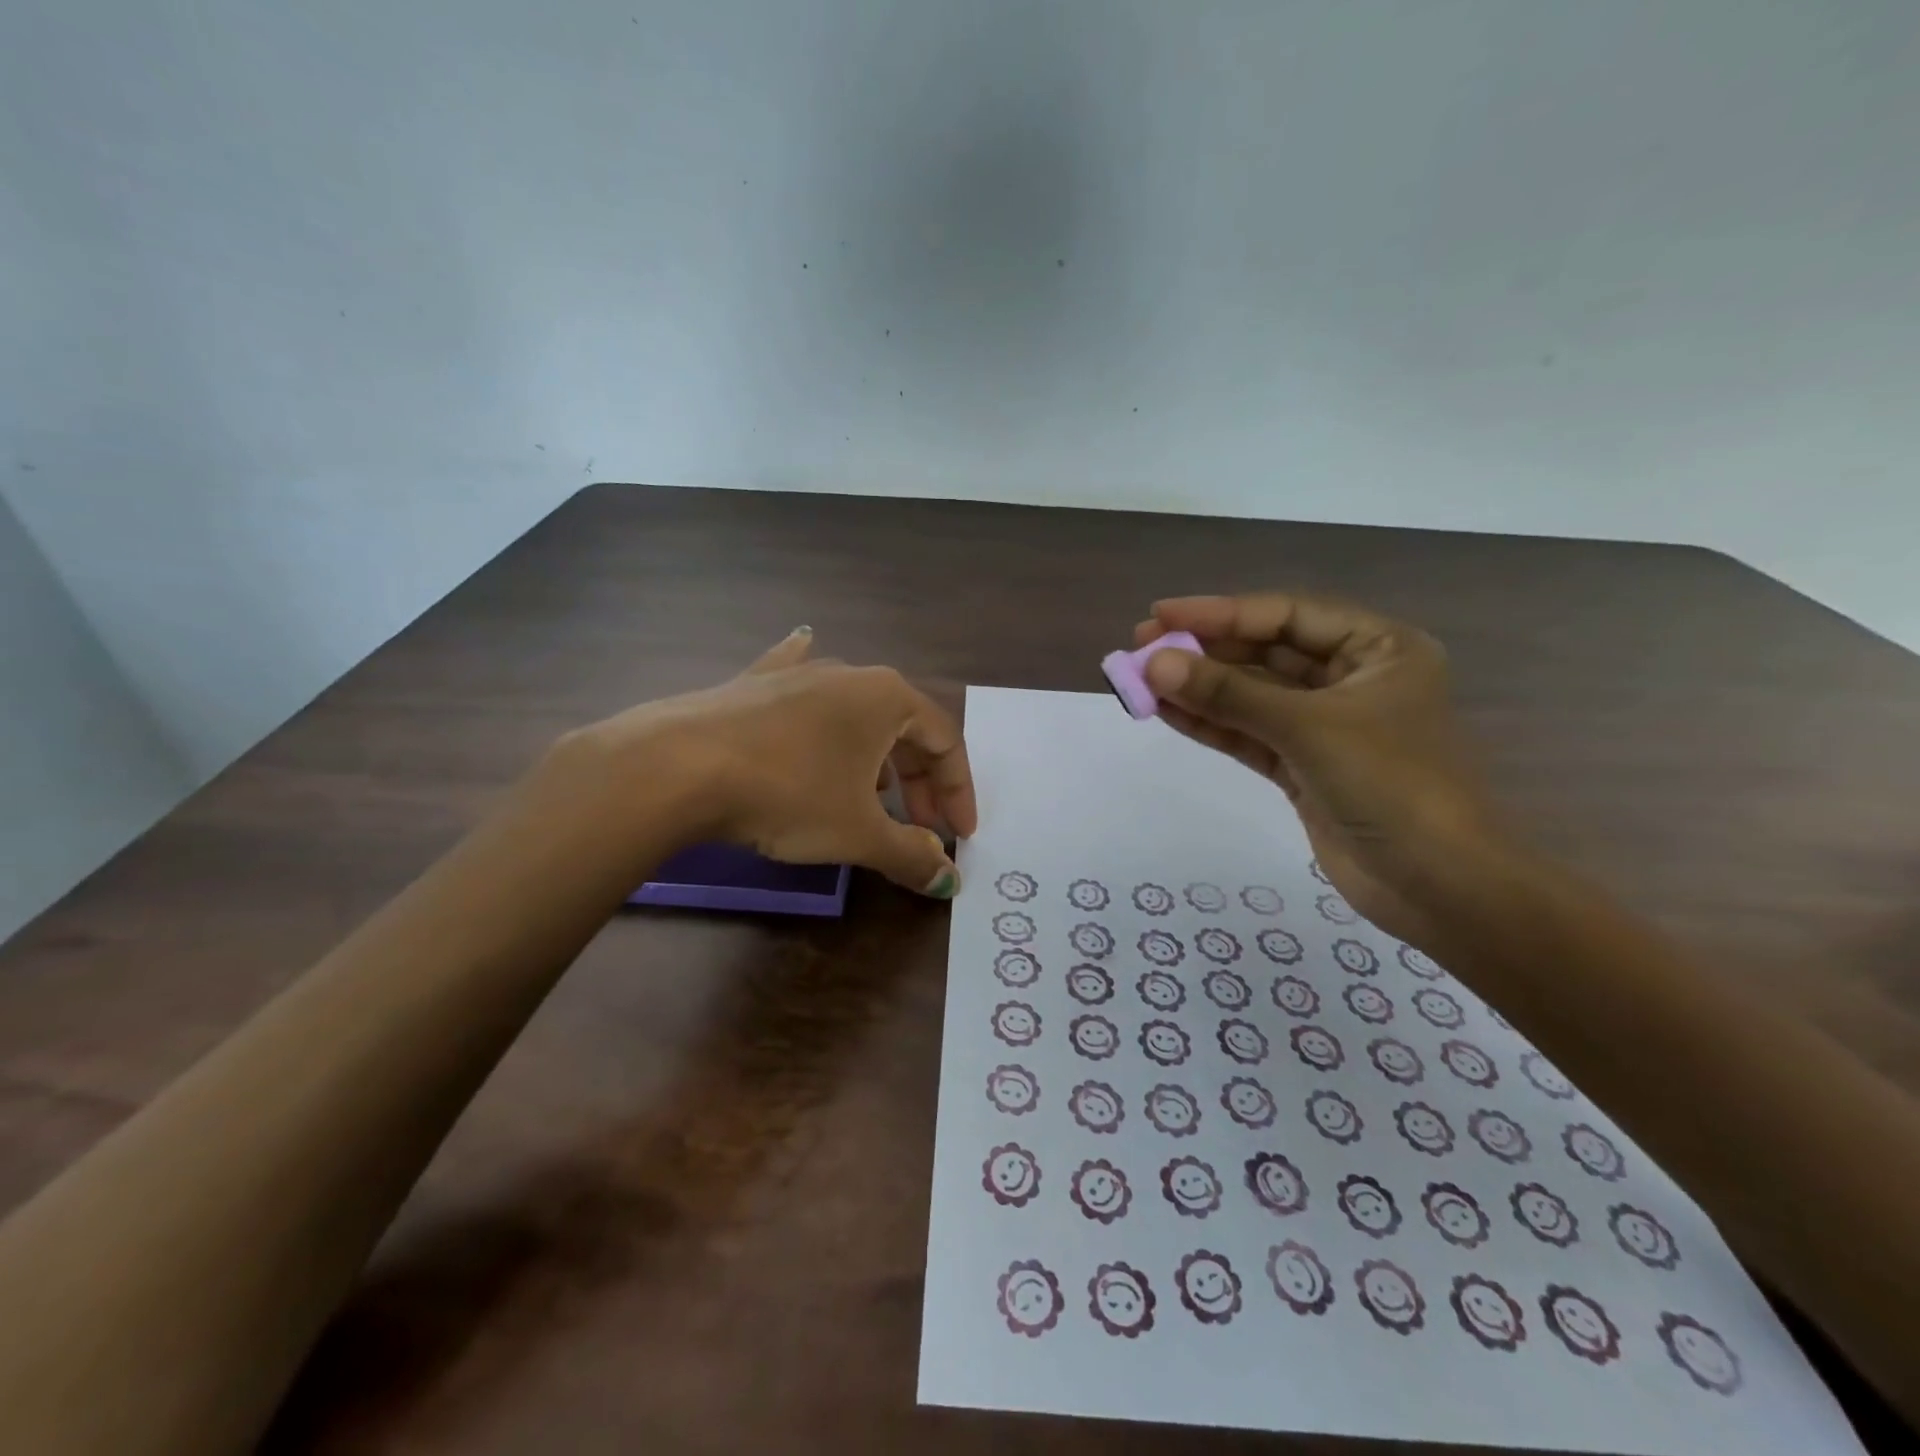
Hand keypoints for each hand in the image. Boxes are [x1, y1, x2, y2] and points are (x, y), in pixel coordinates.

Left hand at [566, 628, 976, 895]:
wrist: (679, 766)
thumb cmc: (789, 793)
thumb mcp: (858, 833)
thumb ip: (910, 854)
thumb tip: (947, 878)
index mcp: (889, 698)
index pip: (946, 742)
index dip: (958, 791)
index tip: (959, 835)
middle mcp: (850, 674)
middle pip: (904, 728)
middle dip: (920, 780)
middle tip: (921, 826)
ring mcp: (798, 673)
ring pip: (856, 714)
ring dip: (876, 754)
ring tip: (873, 794)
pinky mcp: (754, 683)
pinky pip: (797, 680)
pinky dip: (812, 684)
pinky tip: (805, 643)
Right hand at [1136, 593, 1496, 942]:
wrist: (1438, 887)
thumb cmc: (1391, 786)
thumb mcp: (1307, 728)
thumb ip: (1229, 695)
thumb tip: (1155, 664)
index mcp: (1378, 648)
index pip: (1286, 615)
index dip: (1220, 612)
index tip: (1160, 615)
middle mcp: (1352, 678)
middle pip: (1265, 651)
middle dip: (1204, 650)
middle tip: (1142, 646)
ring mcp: (1325, 725)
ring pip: (1251, 695)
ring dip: (1199, 688)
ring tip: (1141, 679)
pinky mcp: (1303, 766)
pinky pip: (1248, 734)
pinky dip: (1209, 724)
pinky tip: (1165, 711)